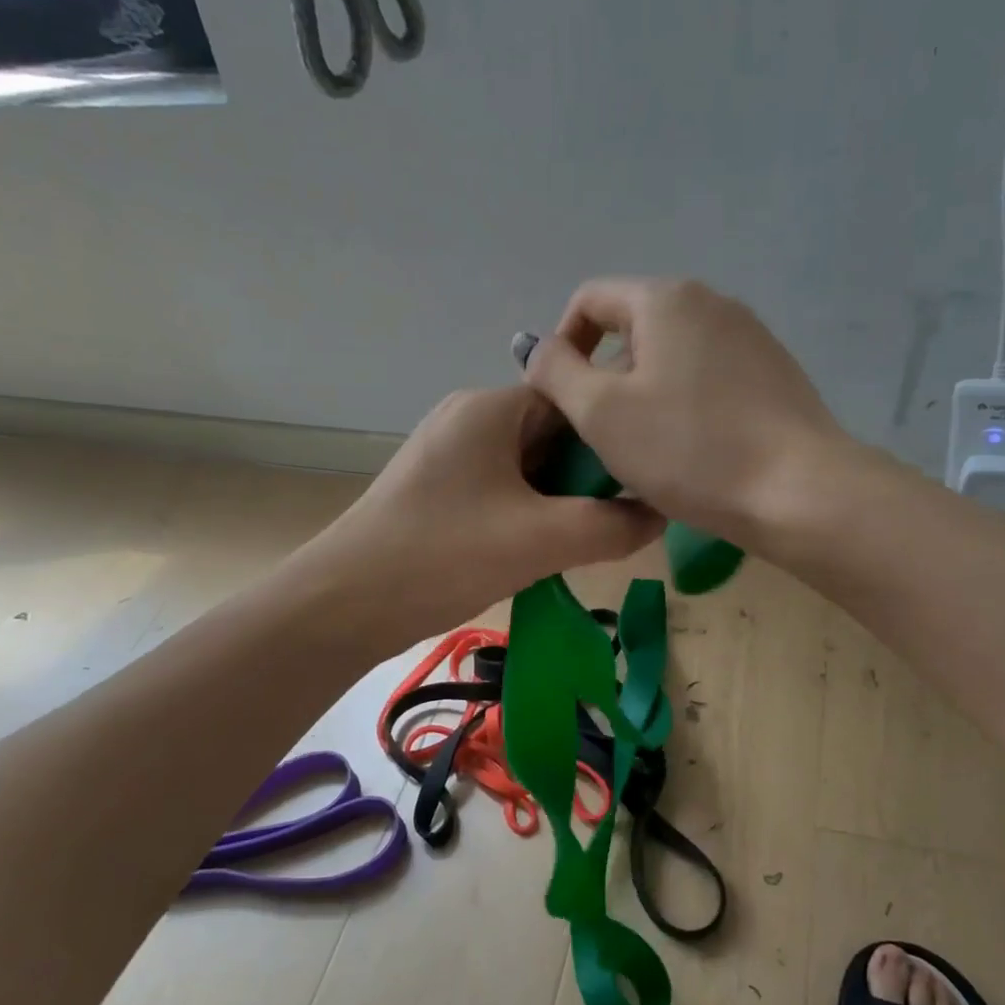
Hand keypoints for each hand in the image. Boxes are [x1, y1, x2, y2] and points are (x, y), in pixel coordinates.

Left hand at [304, 385, 663, 650]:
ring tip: (588, 540)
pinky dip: (530, 515)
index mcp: (491, 409)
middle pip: (551, 434)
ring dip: (560, 501)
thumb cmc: (444, 555)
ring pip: (528, 468)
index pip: (573, 401)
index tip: (643, 482)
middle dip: (587, 477)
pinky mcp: (439, 492)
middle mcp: (469, 420)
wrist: (343, 604)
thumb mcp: (540, 540)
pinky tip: (544, 551)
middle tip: (619, 522)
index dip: (612, 438)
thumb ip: (610, 526)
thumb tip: (660, 515)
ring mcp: (449, 456)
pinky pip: (502, 491)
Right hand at [520, 278, 848, 543]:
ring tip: (644, 448)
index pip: (591, 300)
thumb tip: (537, 347)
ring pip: (672, 356)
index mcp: (666, 299)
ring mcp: (751, 337)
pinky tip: (690, 450)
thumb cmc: (688, 449)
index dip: (562, 344)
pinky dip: (684, 403)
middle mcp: (712, 303)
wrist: (798, 491)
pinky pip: (709, 377)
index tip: (560, 398)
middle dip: (605, 375)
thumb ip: (557, 372)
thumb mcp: (601, 413)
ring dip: (644, 393)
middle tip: (600, 435)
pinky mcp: (774, 373)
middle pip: (634, 327)